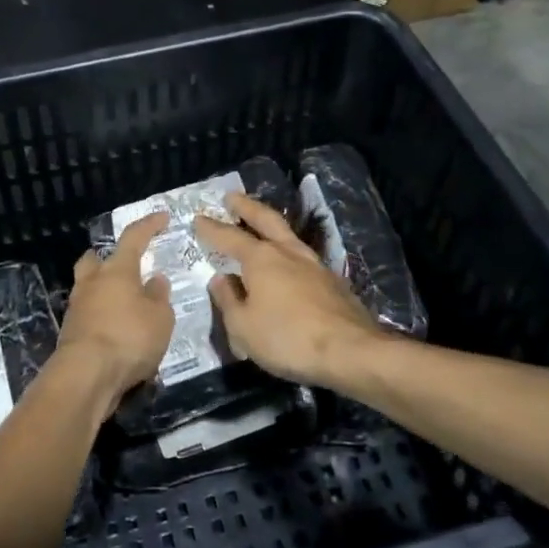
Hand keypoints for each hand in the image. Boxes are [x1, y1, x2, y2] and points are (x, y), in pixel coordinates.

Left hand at [56, 211, 173, 417]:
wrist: (85, 376)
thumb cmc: (128, 338)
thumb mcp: (160, 318)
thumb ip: (159, 297)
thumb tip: (154, 280)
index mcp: (117, 270)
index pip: (133, 237)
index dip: (149, 225)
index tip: (162, 217)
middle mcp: (92, 283)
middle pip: (94, 260)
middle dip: (107, 259)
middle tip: (125, 267)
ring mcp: (77, 308)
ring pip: (88, 288)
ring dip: (104, 292)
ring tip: (126, 306)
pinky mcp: (70, 334)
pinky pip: (88, 315)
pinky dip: (102, 318)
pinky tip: (117, 332)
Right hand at [195, 192, 383, 386]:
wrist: (350, 351)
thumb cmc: (287, 338)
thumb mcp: (243, 326)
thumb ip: (228, 300)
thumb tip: (221, 279)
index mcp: (260, 258)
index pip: (229, 237)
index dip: (211, 228)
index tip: (198, 218)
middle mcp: (287, 252)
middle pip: (265, 219)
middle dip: (246, 206)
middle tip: (232, 197)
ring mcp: (313, 264)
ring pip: (287, 234)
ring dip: (270, 224)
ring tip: (260, 223)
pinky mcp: (332, 281)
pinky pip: (301, 256)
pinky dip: (287, 250)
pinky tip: (287, 262)